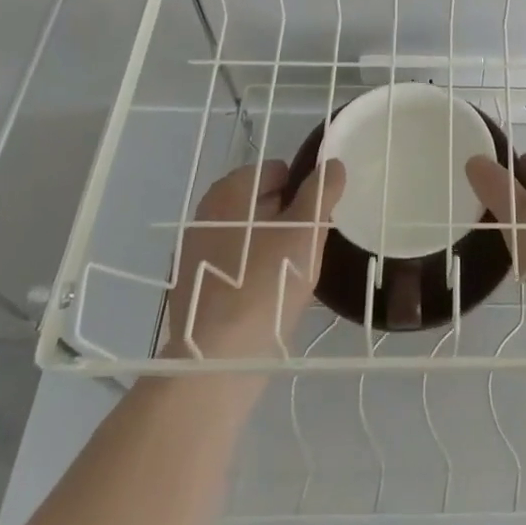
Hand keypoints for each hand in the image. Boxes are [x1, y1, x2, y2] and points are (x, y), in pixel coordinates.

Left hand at [158, 159, 345, 359]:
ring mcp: (194, 251)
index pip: (274, 171)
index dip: (301, 188)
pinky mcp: (192, 287)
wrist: (219, 359)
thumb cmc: (267, 282)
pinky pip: (233, 264)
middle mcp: (206, 214)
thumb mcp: (306, 231)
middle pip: (258, 201)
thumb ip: (321, 192)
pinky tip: (269, 294)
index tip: (316, 216)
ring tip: (293, 271)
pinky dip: (252, 269)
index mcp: (230, 192)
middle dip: (286, 215)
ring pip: (245, 234)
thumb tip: (333, 165)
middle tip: (308, 243)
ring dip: (270, 243)